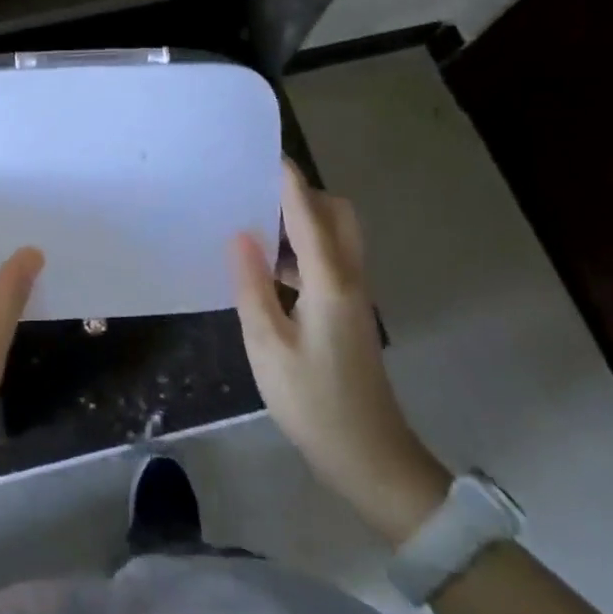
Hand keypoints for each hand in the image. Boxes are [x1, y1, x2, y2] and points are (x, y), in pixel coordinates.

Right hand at [232, 161, 451, 545]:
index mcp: (330, 282)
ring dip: (303, 220)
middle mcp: (349, 279)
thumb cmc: (315, 404)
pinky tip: (267, 268)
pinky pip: (329, 261)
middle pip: (338, 216)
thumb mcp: (268, 347)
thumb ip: (252, 286)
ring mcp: (353, 297)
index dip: (289, 181)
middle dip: (304, 194)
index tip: (265, 153)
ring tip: (254, 219)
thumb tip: (240, 234)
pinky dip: (302, 249)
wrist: (372, 461)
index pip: (309, 214)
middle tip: (258, 191)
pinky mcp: (349, 314)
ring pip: (335, 238)